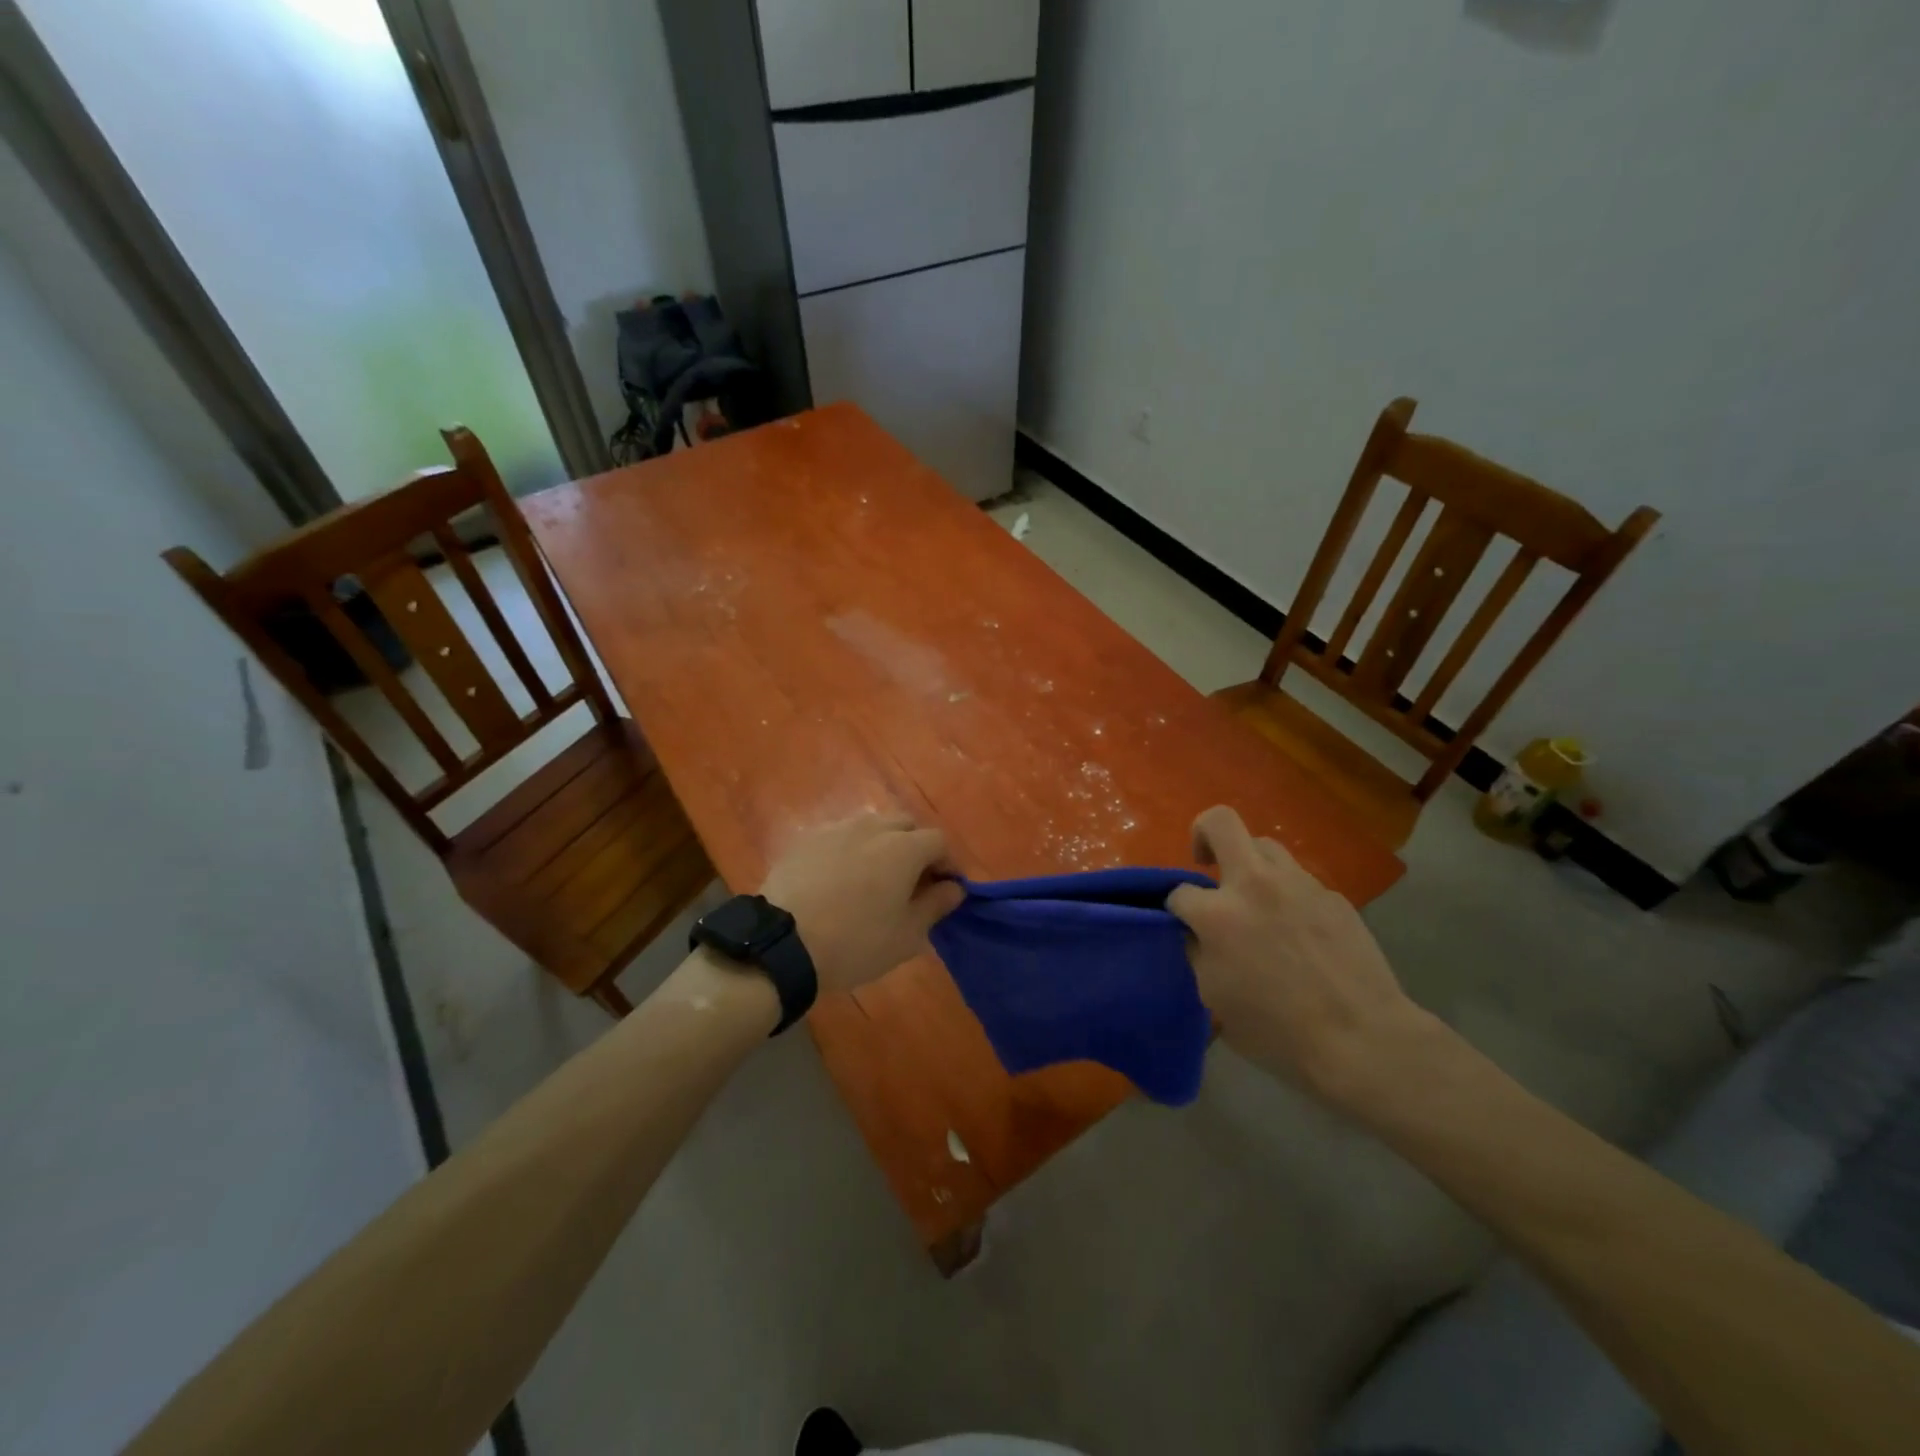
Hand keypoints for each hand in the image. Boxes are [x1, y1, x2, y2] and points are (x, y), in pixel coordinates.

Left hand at [758, 813, 964, 994]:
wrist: (782, 943)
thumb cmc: (855, 943)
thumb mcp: (906, 936)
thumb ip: (936, 906)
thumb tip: (954, 888)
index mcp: (904, 848)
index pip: (939, 841)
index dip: (947, 863)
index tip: (945, 888)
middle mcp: (872, 828)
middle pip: (905, 825)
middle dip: (915, 847)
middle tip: (910, 881)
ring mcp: (836, 829)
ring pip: (871, 827)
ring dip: (881, 845)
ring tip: (873, 878)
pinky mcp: (806, 839)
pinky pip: (839, 836)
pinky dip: (848, 850)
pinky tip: (838, 879)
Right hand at [1168, 805, 1426, 1103]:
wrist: (1363, 1040)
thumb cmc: (1278, 1031)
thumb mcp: (1215, 998)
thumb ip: (1199, 954)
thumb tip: (1198, 934)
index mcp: (1219, 914)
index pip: (1180, 892)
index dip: (1176, 909)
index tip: (1185, 925)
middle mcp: (1256, 884)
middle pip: (1221, 822)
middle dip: (1202, 832)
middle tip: (1205, 862)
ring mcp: (1300, 884)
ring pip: (1265, 845)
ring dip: (1250, 863)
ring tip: (1255, 897)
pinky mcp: (1333, 896)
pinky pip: (1299, 880)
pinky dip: (1287, 893)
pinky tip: (1297, 929)